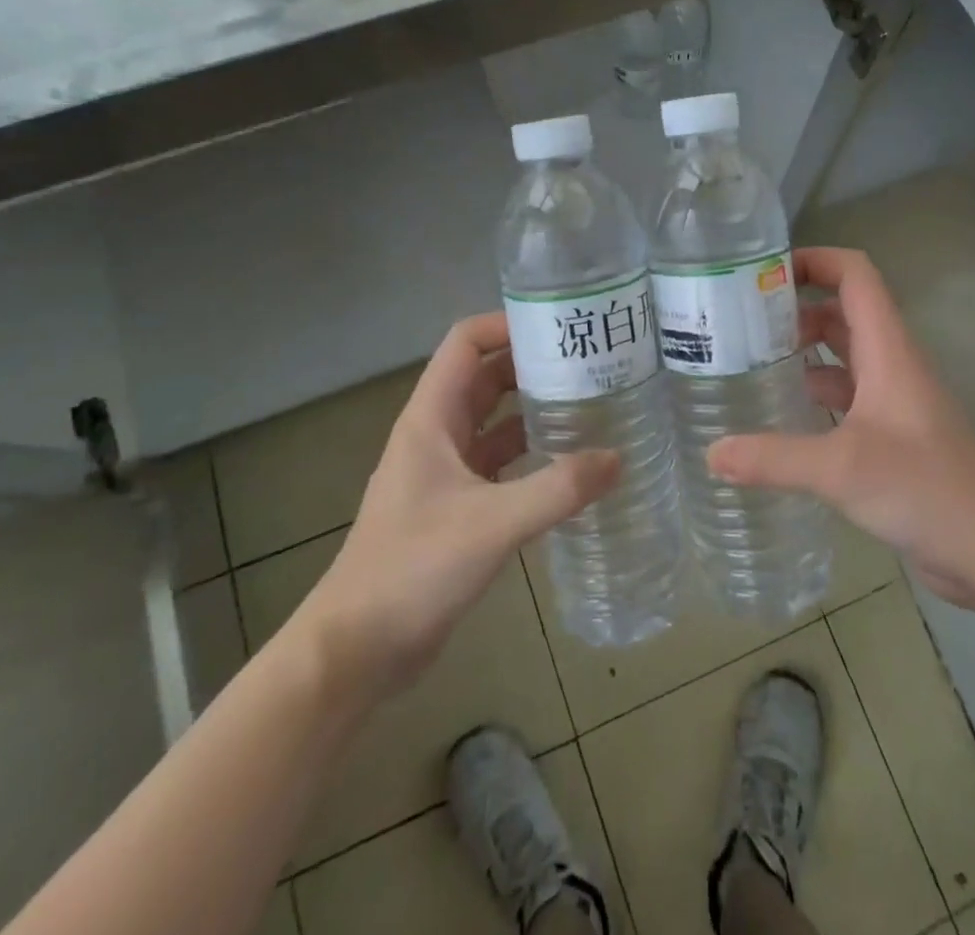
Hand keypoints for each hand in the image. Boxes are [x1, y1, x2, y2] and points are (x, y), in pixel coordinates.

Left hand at [284, 313, 620, 705]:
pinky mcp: (456, 507)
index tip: (560, 325)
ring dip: (535, 408)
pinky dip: (532, 454)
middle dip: (533, 363)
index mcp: (431, 419)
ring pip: (495, 421)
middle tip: (590, 361)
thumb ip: (558, 489)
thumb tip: (618, 459)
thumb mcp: (492, 524)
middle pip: (486, 377)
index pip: (466, 343)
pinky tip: (571, 462)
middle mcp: (436, 435)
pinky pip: (500, 463)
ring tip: (591, 402)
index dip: (507, 324)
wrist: (356, 651)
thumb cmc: (412, 570)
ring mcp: (445, 472)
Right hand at [708, 247, 974, 608]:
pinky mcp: (891, 435)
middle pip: (842, 312)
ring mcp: (893, 401)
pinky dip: (815, 393)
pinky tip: (781, 414)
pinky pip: (846, 396)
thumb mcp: (842, 469)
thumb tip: (710, 453)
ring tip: (749, 361)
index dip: (814, 260)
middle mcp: (891, 364)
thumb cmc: (926, 489)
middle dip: (794, 307)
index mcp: (888, 349)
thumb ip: (774, 458)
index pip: (855, 275)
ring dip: (802, 351)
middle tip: (740, 321)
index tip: (763, 272)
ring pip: (843, 356)